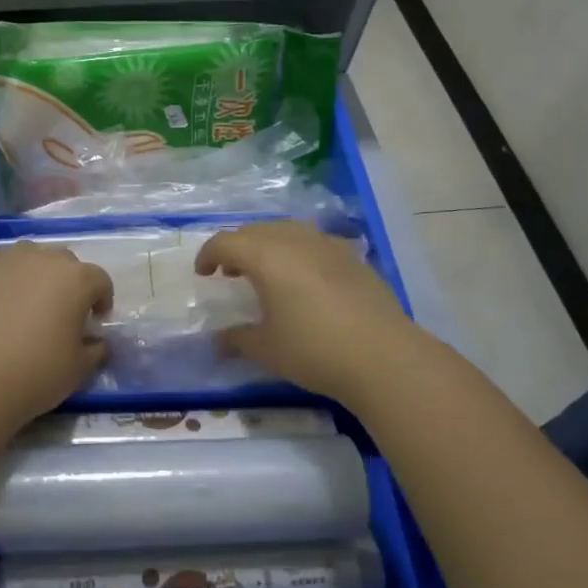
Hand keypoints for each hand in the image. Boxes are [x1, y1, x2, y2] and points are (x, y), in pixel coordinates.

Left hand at [0, 242, 112, 423]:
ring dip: (35, 273)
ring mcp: (10, 258)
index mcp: (77, 279)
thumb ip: (96, 349)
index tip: (94, 321)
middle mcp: (46, 258)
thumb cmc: (37, 373)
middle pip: (65, 263)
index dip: (101, 300)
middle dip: (68, 283)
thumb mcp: (80, 369)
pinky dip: (2, 274)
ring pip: (31, 256)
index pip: (100, 280)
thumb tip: (96, 341)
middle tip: (59, 312)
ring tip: (25, 301)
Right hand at [196, 220, 436, 403]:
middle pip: (255, 230)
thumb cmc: (314, 349)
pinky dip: (299, 253)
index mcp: (266, 256)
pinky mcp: (353, 257)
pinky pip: (315, 243)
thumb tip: (218, 340)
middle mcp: (294, 240)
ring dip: (269, 245)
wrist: (383, 356)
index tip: (203, 274)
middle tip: (231, 273)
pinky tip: (306, 280)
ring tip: (267, 272)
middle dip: (237, 247)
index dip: (208, 255)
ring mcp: (327, 245)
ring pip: (287, 231)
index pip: (225, 242)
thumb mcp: (267, 349)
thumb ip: (237, 339)